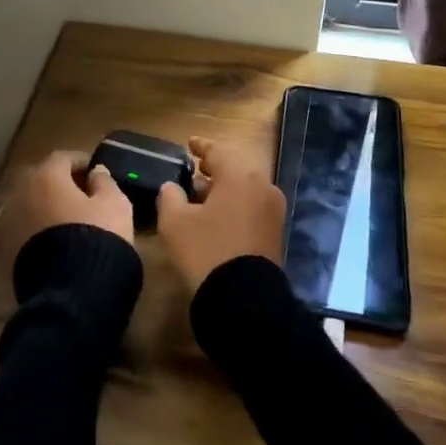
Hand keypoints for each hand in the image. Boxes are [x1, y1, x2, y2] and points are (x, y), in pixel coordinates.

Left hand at [0, 149, 134, 266]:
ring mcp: (10, 223)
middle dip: (61, 184)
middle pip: (42, 181)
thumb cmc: (97, 236)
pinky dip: (39, 229)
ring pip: (31, 206)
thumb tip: (96, 171)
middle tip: (83, 195)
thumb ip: (105, 182)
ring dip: (48, 208)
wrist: (71, 291)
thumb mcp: (114, 204)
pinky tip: (57, 241)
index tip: (94, 171)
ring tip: (70, 220)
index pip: (62, 158)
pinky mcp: (7, 252)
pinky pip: (26, 230)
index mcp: (47, 176)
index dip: (80, 161)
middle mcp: (22, 194)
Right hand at [157, 135, 285, 291]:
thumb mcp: (175, 223)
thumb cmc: (206, 252)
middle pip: (236, 166)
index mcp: (239, 175)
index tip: (189, 144)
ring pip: (246, 187)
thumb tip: (172, 187)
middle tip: (196, 168)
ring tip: (201, 193)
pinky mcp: (275, 231)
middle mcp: (262, 185)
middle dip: (215, 167)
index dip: (201, 146)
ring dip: (225, 186)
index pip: (218, 151)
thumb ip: (170, 196)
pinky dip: (235, 202)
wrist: (244, 300)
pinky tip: (217, 214)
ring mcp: (272, 209)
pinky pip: (252, 204)